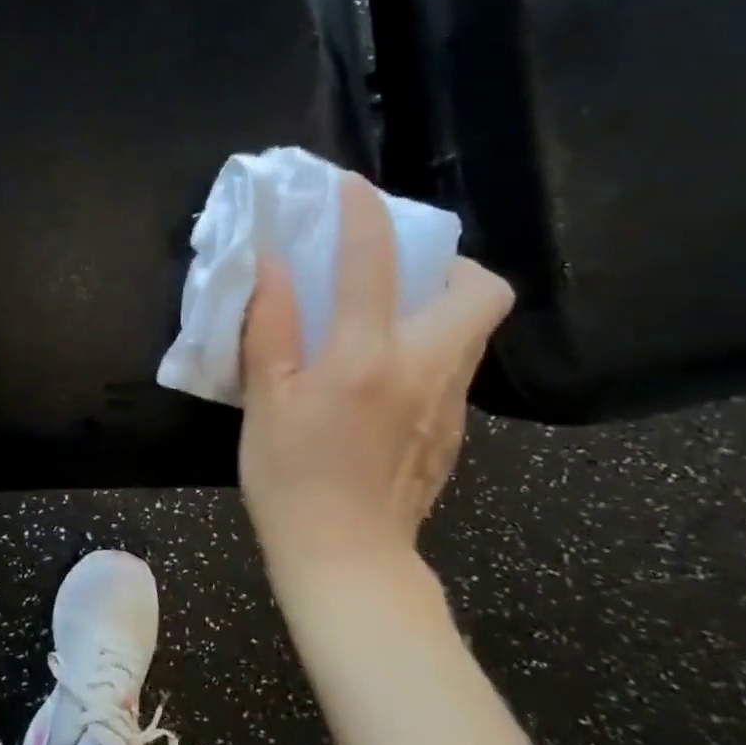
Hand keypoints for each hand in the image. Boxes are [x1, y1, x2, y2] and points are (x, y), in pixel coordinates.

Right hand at [238, 174, 512, 600]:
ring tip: (385, 315)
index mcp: (365, 357)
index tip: (352, 189)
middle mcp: (425, 368)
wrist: (345, 556)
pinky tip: (383, 376)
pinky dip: (428, 346)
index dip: (363, 215)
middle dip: (448, 261)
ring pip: (473, 328)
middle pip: (480, 290)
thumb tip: (270, 263)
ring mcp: (450, 401)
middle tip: (398, 269)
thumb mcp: (265, 398)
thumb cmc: (290, 476)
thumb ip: (271, 325)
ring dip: (439, 302)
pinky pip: (454, 366)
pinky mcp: (454, 429)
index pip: (372, 264)